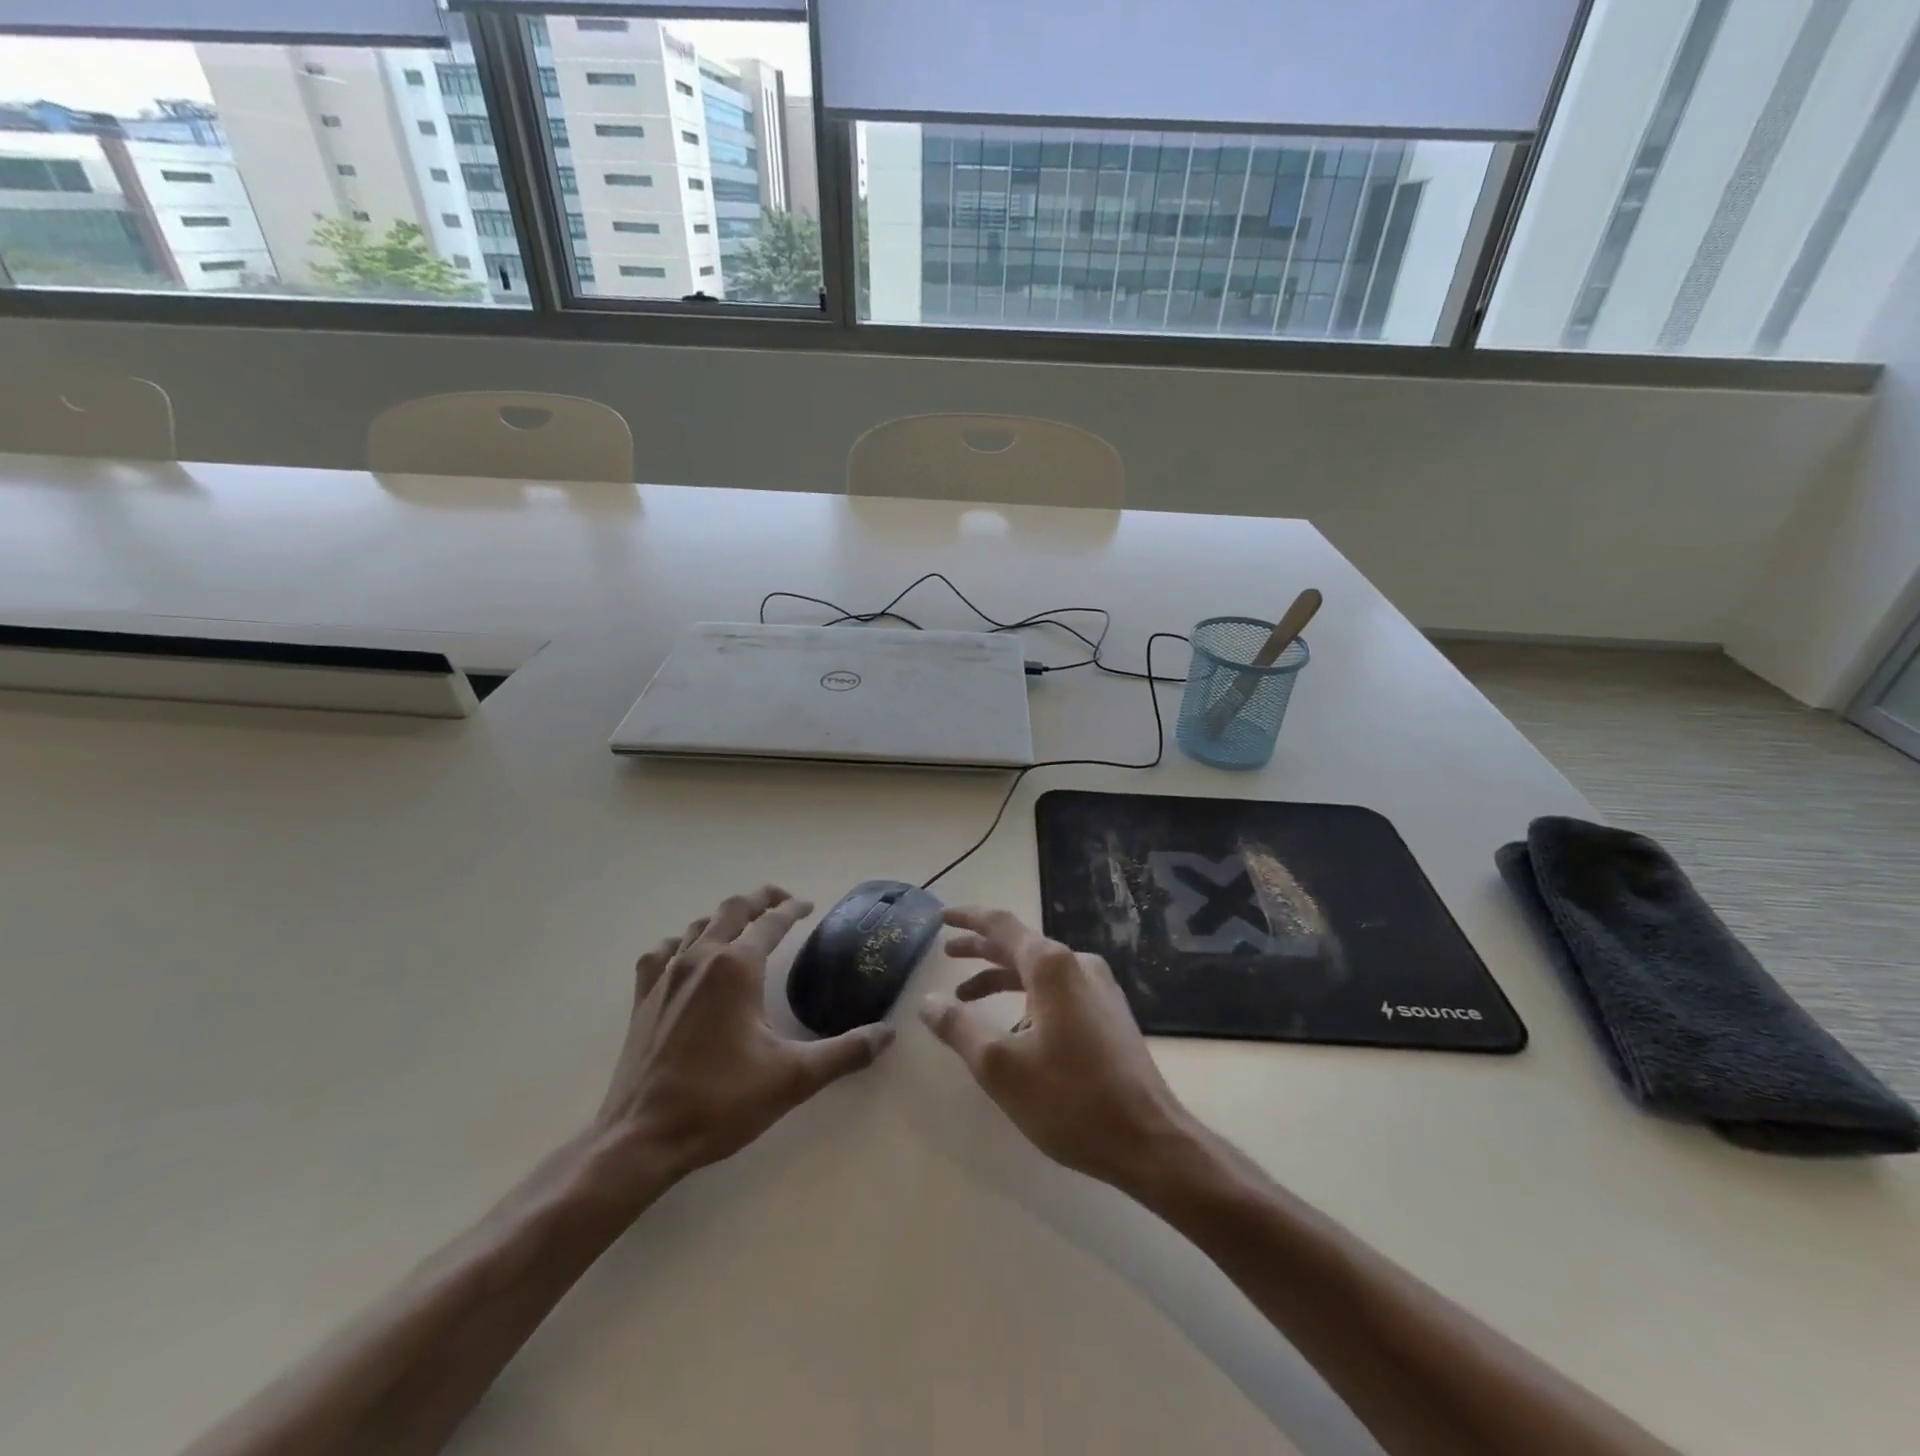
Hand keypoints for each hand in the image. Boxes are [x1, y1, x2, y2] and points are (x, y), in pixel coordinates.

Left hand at [588, 886, 893, 1198]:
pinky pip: (661, 954)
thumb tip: (887, 1034)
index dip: (793, 909)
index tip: (809, 905)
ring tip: (742, 924)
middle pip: (732, 910)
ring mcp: (666, 976)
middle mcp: (701, 959)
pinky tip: (685, 955)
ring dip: (724, 918)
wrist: (642, 1138)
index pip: (772, 922)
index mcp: (737, 967)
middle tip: (781, 899)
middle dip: (759, 899)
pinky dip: (680, 944)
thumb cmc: (721, 1101)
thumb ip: (844, 1052)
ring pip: (697, 926)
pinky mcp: (643, 998)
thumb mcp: (793, 1078)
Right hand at [920, 906, 1196, 1193]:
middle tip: (946, 954)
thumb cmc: (1070, 1099)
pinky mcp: (1109, 1015)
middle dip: (980, 949)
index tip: (942, 917)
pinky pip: (1059, 991)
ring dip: (1001, 977)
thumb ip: (958, 1027)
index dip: (968, 918)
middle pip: (1020, 945)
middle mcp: (1078, 965)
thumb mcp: (999, 1066)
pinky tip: (1013, 1029)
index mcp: (1052, 966)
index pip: (1001, 925)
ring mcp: (1100, 989)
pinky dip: (1027, 997)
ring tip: (966, 997)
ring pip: (1039, 971)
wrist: (1150, 1140)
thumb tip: (927, 1001)